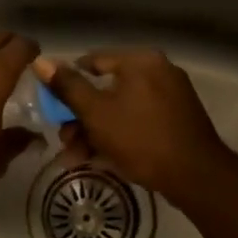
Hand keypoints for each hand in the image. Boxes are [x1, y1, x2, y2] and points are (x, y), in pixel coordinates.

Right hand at [35, 49, 237, 200]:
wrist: (196, 176)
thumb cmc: (141, 138)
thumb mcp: (96, 113)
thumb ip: (67, 87)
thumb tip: (41, 61)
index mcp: (140, 61)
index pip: (93, 61)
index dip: (68, 83)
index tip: (53, 108)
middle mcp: (158, 71)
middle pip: (107, 89)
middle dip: (80, 117)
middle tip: (64, 141)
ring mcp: (171, 96)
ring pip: (121, 109)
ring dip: (95, 131)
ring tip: (75, 159)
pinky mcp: (177, 120)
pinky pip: (139, 121)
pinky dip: (119, 136)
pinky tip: (100, 160)